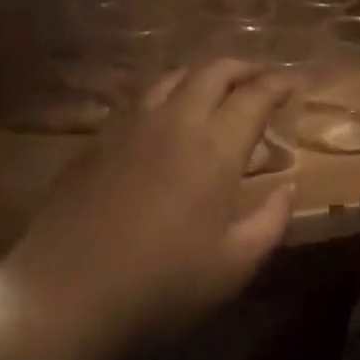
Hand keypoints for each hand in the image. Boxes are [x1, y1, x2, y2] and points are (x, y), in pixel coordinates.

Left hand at [3, 61, 296, 344]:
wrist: (65, 291)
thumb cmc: (161, 285)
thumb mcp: (233, 266)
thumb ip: (270, 221)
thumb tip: (288, 187)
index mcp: (214, 147)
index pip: (254, 96)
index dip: (278, 84)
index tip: (294, 83)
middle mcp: (174, 121)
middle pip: (212, 71)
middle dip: (242, 68)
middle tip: (260, 79)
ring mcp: (130, 125)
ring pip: (172, 77)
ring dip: (201, 76)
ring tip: (215, 91)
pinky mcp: (98, 139)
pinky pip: (140, 99)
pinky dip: (167, 95)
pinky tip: (166, 119)